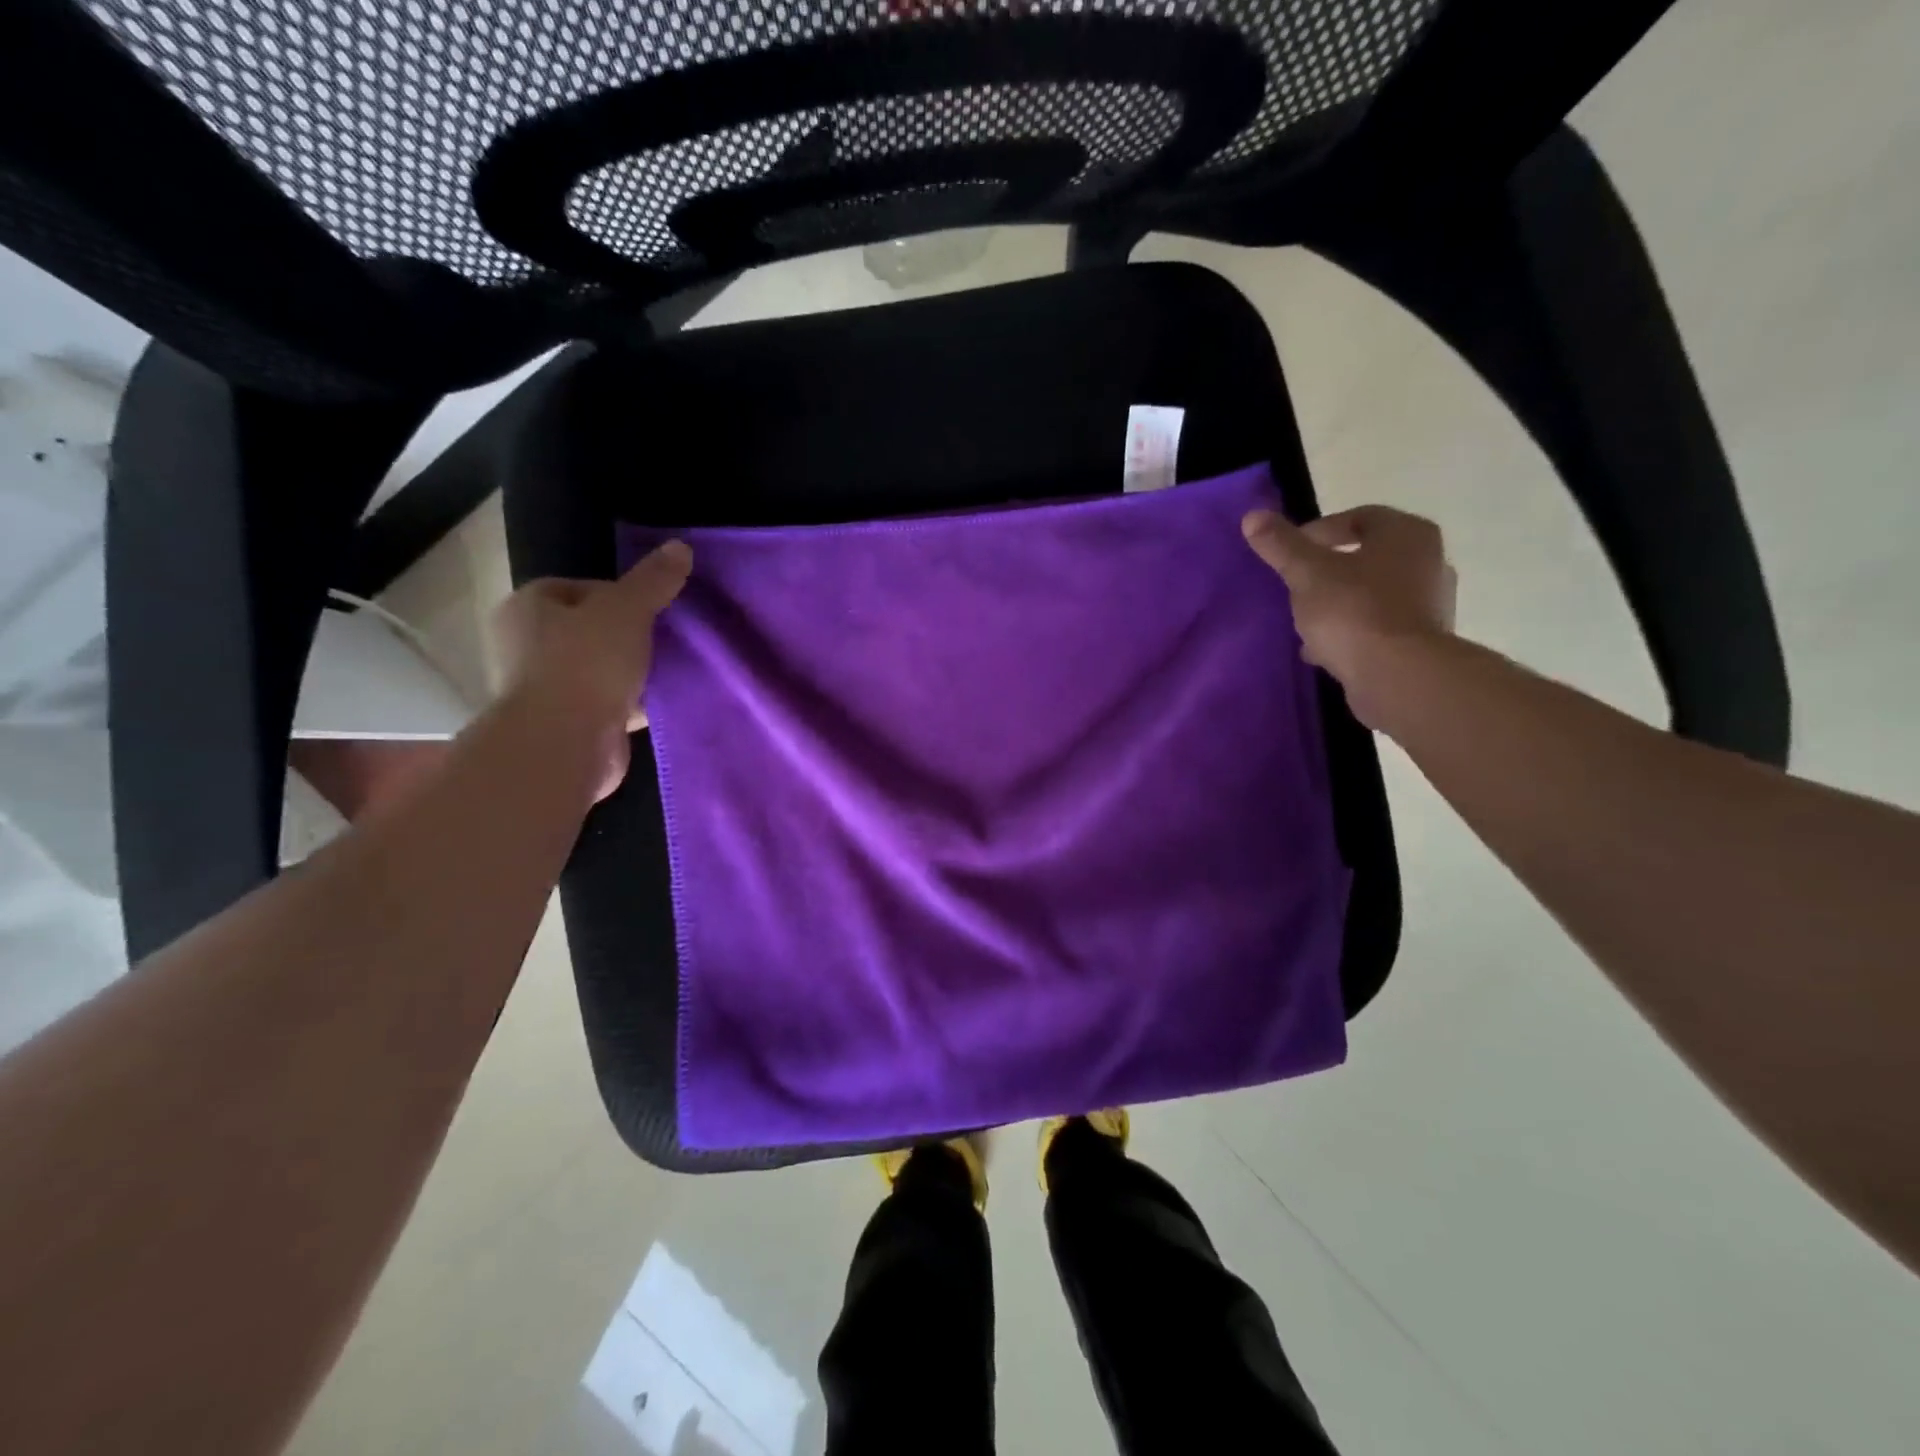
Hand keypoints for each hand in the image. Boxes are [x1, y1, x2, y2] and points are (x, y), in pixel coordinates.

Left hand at [491, 540, 692, 800]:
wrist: (564, 744)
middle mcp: (525, 645)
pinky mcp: (565, 725)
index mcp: (527, 608)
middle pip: (589, 630)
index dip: (618, 596)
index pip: (578, 588)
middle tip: (664, 641)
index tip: (651, 611)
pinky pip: (606, 705)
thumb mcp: (627, 610)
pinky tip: (658, 704)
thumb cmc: (585, 664)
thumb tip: (681, 546)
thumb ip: (653, 580)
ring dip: (630, 673)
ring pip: (598, 670)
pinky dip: (630, 705)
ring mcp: (542, 689)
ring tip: (667, 672)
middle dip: (628, 637)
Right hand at [1242, 505, 1455, 724]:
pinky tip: (1322, 649)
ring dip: (1338, 602)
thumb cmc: (1354, 611)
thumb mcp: (1307, 573)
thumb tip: (1253, 516)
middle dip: (1328, 570)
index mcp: (1407, 534)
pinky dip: (1351, 631)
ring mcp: (1430, 603)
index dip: (1319, 531)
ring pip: (1372, 593)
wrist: (1397, 675)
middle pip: (1367, 556)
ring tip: (1305, 620)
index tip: (1291, 553)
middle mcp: (1428, 561)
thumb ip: (1281, 545)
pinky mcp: (1422, 641)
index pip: (1359, 517)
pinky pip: (1378, 626)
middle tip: (1296, 585)